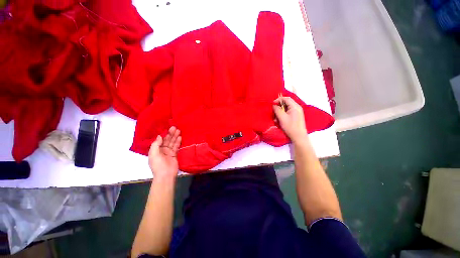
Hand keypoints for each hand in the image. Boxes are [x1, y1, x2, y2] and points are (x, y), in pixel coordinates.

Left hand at [148, 126, 181, 179]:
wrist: (166, 175)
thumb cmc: (158, 165)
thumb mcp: (153, 154)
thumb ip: (156, 144)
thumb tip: (160, 136)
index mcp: (155, 150)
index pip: (160, 140)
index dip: (163, 134)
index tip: (167, 128)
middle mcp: (162, 150)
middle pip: (167, 140)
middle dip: (170, 134)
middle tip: (175, 127)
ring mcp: (168, 152)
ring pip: (172, 142)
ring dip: (175, 136)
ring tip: (178, 130)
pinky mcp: (174, 154)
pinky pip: (176, 147)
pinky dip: (178, 142)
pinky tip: (180, 137)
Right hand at [273, 96, 307, 142]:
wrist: (298, 136)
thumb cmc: (290, 127)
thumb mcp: (282, 118)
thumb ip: (277, 110)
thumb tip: (274, 105)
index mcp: (295, 106)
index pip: (286, 98)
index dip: (278, 100)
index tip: (272, 104)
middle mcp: (297, 107)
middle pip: (286, 103)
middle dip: (279, 106)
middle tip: (274, 112)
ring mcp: (297, 112)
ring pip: (286, 108)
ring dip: (280, 111)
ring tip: (277, 118)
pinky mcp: (296, 116)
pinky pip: (288, 112)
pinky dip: (283, 114)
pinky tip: (280, 120)